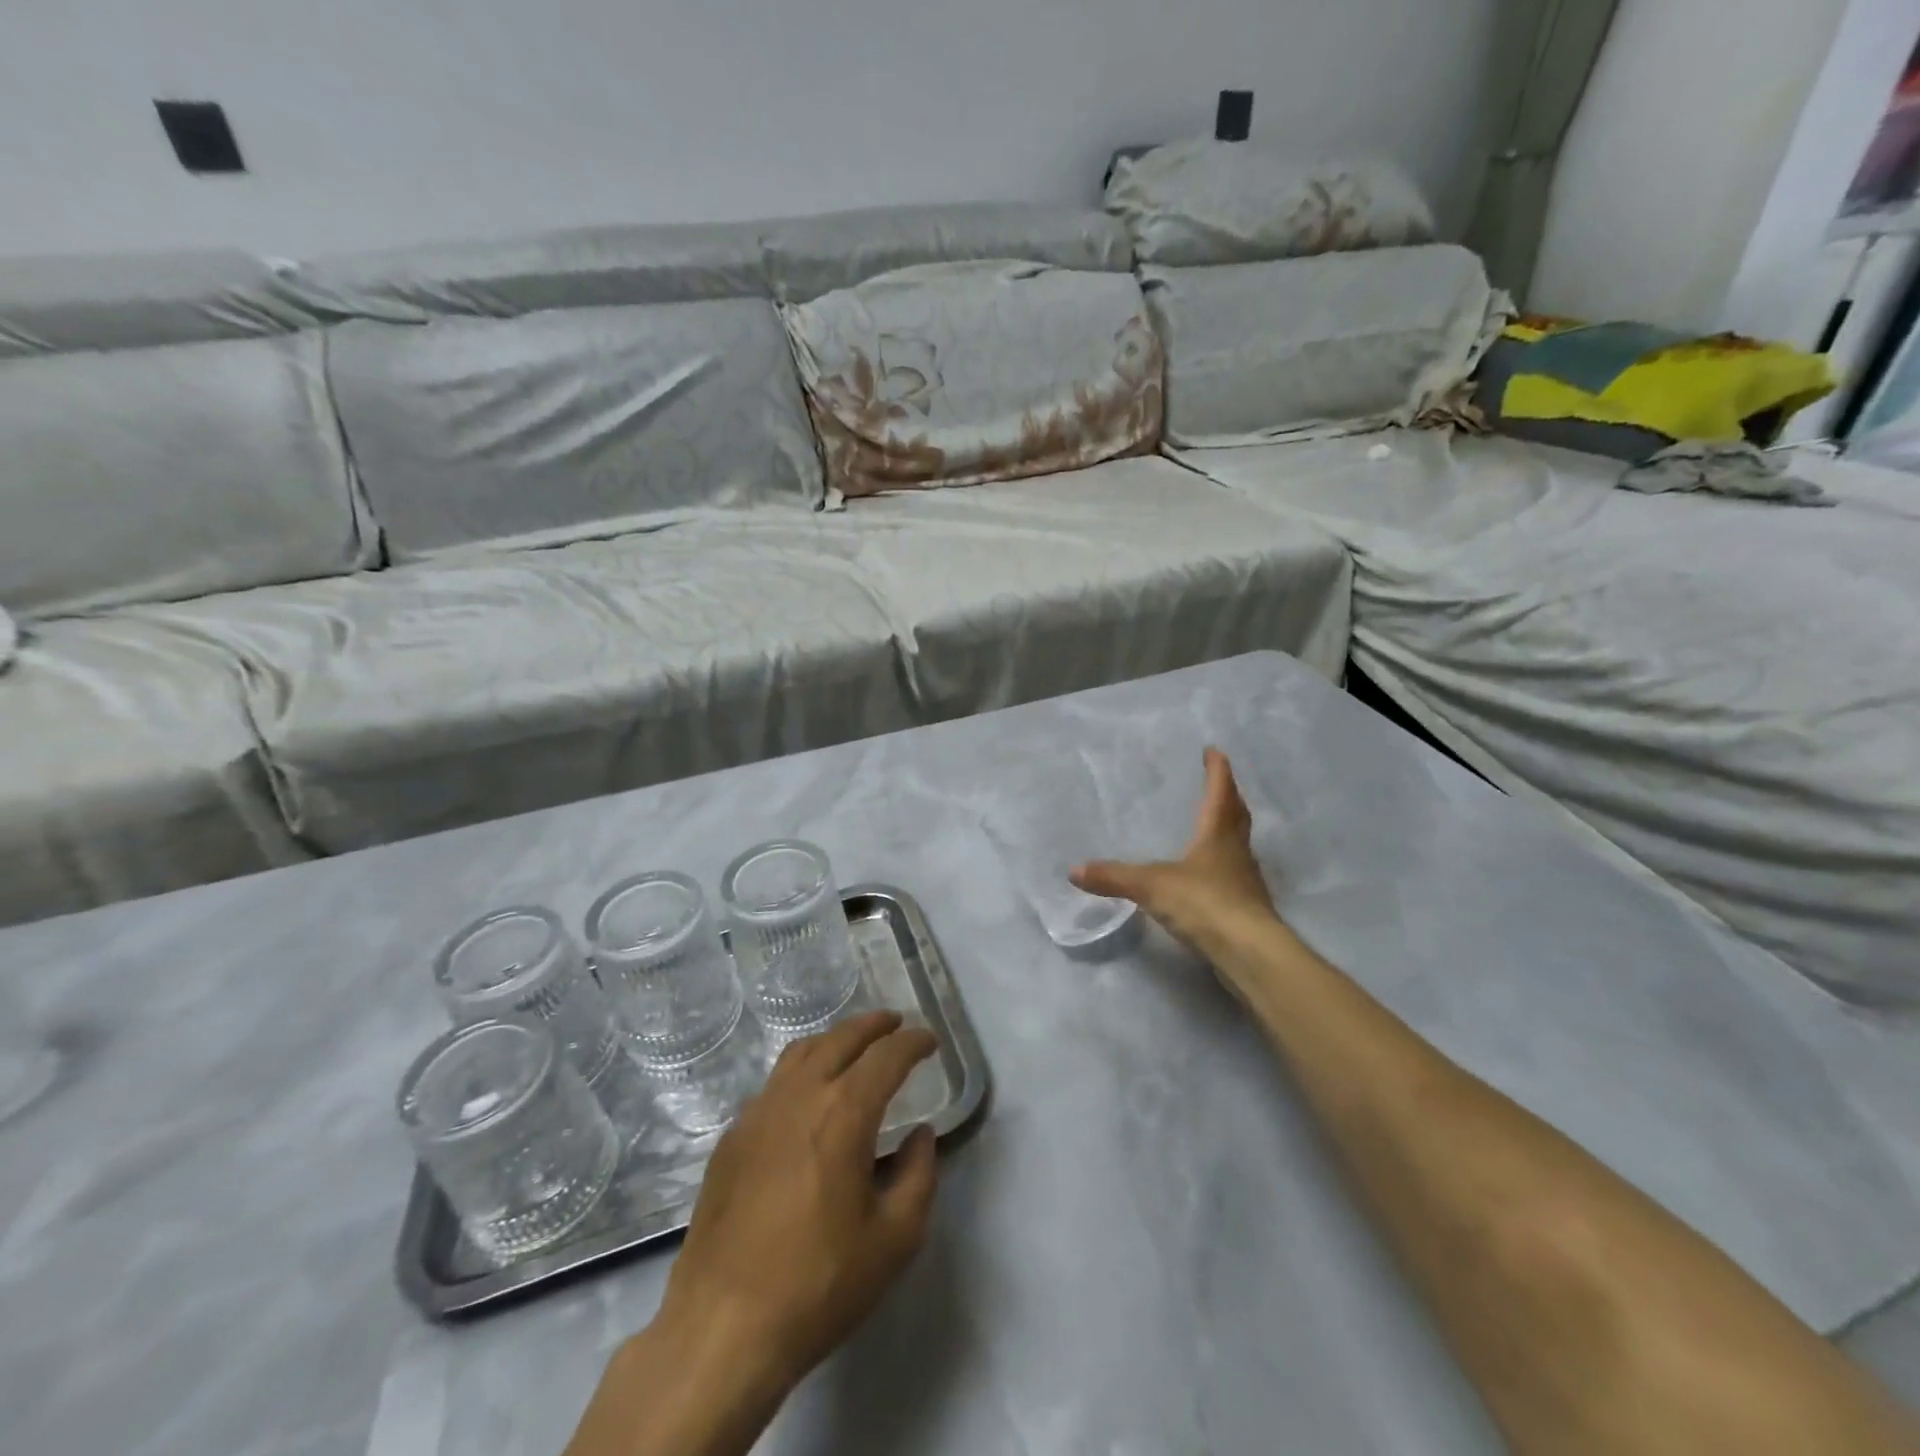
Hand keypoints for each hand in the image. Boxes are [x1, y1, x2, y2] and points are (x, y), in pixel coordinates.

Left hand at [658, 1010, 940, 1392]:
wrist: (722, 1327)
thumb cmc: (818, 1284)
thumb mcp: (894, 1240)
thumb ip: (918, 1176)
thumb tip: (920, 1135)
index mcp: (844, 1112)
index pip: (886, 1057)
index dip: (913, 1042)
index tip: (929, 1040)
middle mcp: (800, 1095)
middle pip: (841, 1038)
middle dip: (873, 1025)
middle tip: (895, 1024)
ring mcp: (758, 1112)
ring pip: (801, 1052)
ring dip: (834, 1040)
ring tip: (854, 1048)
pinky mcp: (732, 1138)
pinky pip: (774, 1084)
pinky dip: (802, 1071)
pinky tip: (809, 1097)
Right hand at [1071, 748, 1280, 957]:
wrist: (1249, 952)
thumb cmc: (1204, 903)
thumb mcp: (1152, 886)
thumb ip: (1114, 877)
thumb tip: (1073, 871)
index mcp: (1218, 833)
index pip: (1220, 792)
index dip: (1218, 770)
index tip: (1214, 751)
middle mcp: (1237, 851)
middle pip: (1236, 816)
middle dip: (1228, 797)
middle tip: (1220, 784)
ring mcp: (1246, 880)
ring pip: (1239, 845)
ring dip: (1229, 831)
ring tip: (1212, 827)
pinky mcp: (1247, 908)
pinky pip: (1234, 875)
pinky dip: (1223, 865)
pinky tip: (1209, 876)